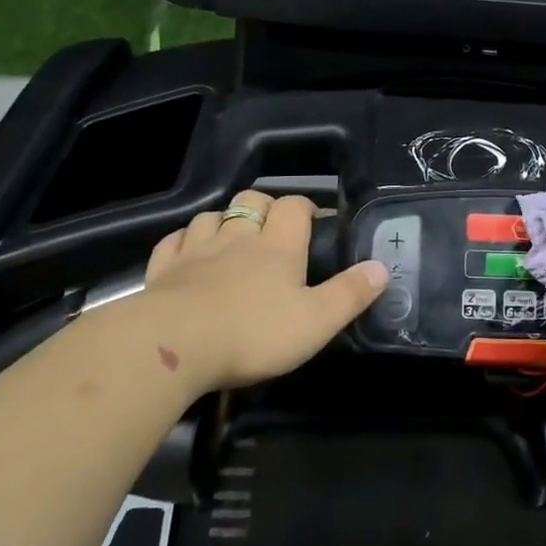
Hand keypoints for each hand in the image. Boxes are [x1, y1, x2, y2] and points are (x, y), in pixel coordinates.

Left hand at [135, 190, 387, 396]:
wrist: (174, 345)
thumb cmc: (253, 333)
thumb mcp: (316, 321)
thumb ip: (350, 294)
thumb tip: (381, 267)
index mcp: (278, 246)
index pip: (294, 206)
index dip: (305, 207)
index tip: (314, 221)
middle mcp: (237, 237)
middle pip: (251, 200)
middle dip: (264, 206)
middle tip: (274, 229)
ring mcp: (196, 249)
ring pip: (211, 216)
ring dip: (223, 221)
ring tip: (231, 239)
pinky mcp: (164, 268)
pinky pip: (174, 241)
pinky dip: (184, 241)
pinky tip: (187, 252)